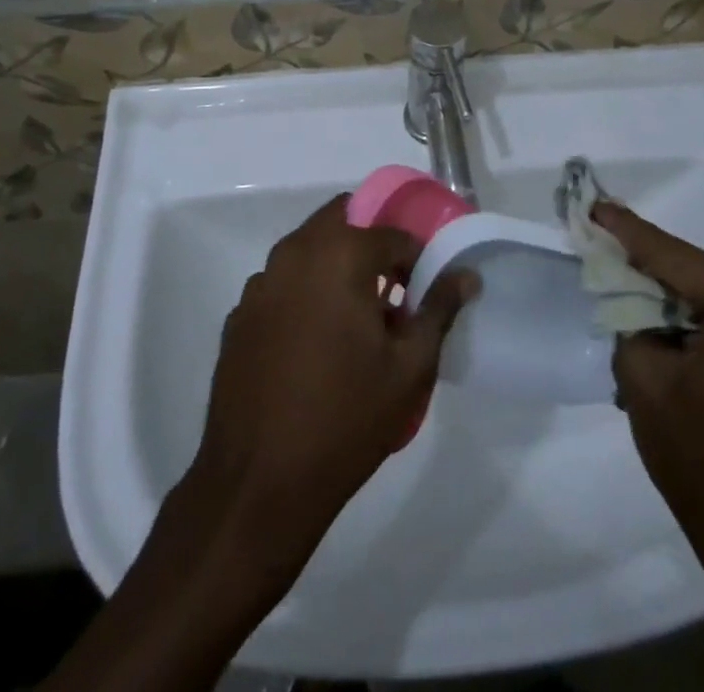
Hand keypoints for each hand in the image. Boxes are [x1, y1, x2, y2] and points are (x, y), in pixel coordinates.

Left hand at [43, 197, 470, 691]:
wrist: (258, 483)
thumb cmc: (346, 419)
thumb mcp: (409, 368)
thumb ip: (438, 310)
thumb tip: (465, 274)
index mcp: (339, 255)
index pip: (392, 234)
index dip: (415, 260)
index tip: (422, 294)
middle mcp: (294, 254)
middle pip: (342, 220)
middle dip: (371, 244)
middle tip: (392, 290)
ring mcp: (260, 284)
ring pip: (308, 250)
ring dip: (336, 266)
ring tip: (356, 321)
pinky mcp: (238, 315)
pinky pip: (282, 284)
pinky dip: (305, 293)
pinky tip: (314, 344)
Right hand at [600, 201, 703, 683]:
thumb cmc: (702, 461)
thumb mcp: (644, 378)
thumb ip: (629, 317)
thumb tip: (626, 290)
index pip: (675, 258)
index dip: (628, 232)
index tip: (594, 205)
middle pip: (697, 271)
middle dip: (648, 262)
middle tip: (603, 239)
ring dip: (671, 289)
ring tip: (624, 271)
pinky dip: (695, 312)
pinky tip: (661, 307)